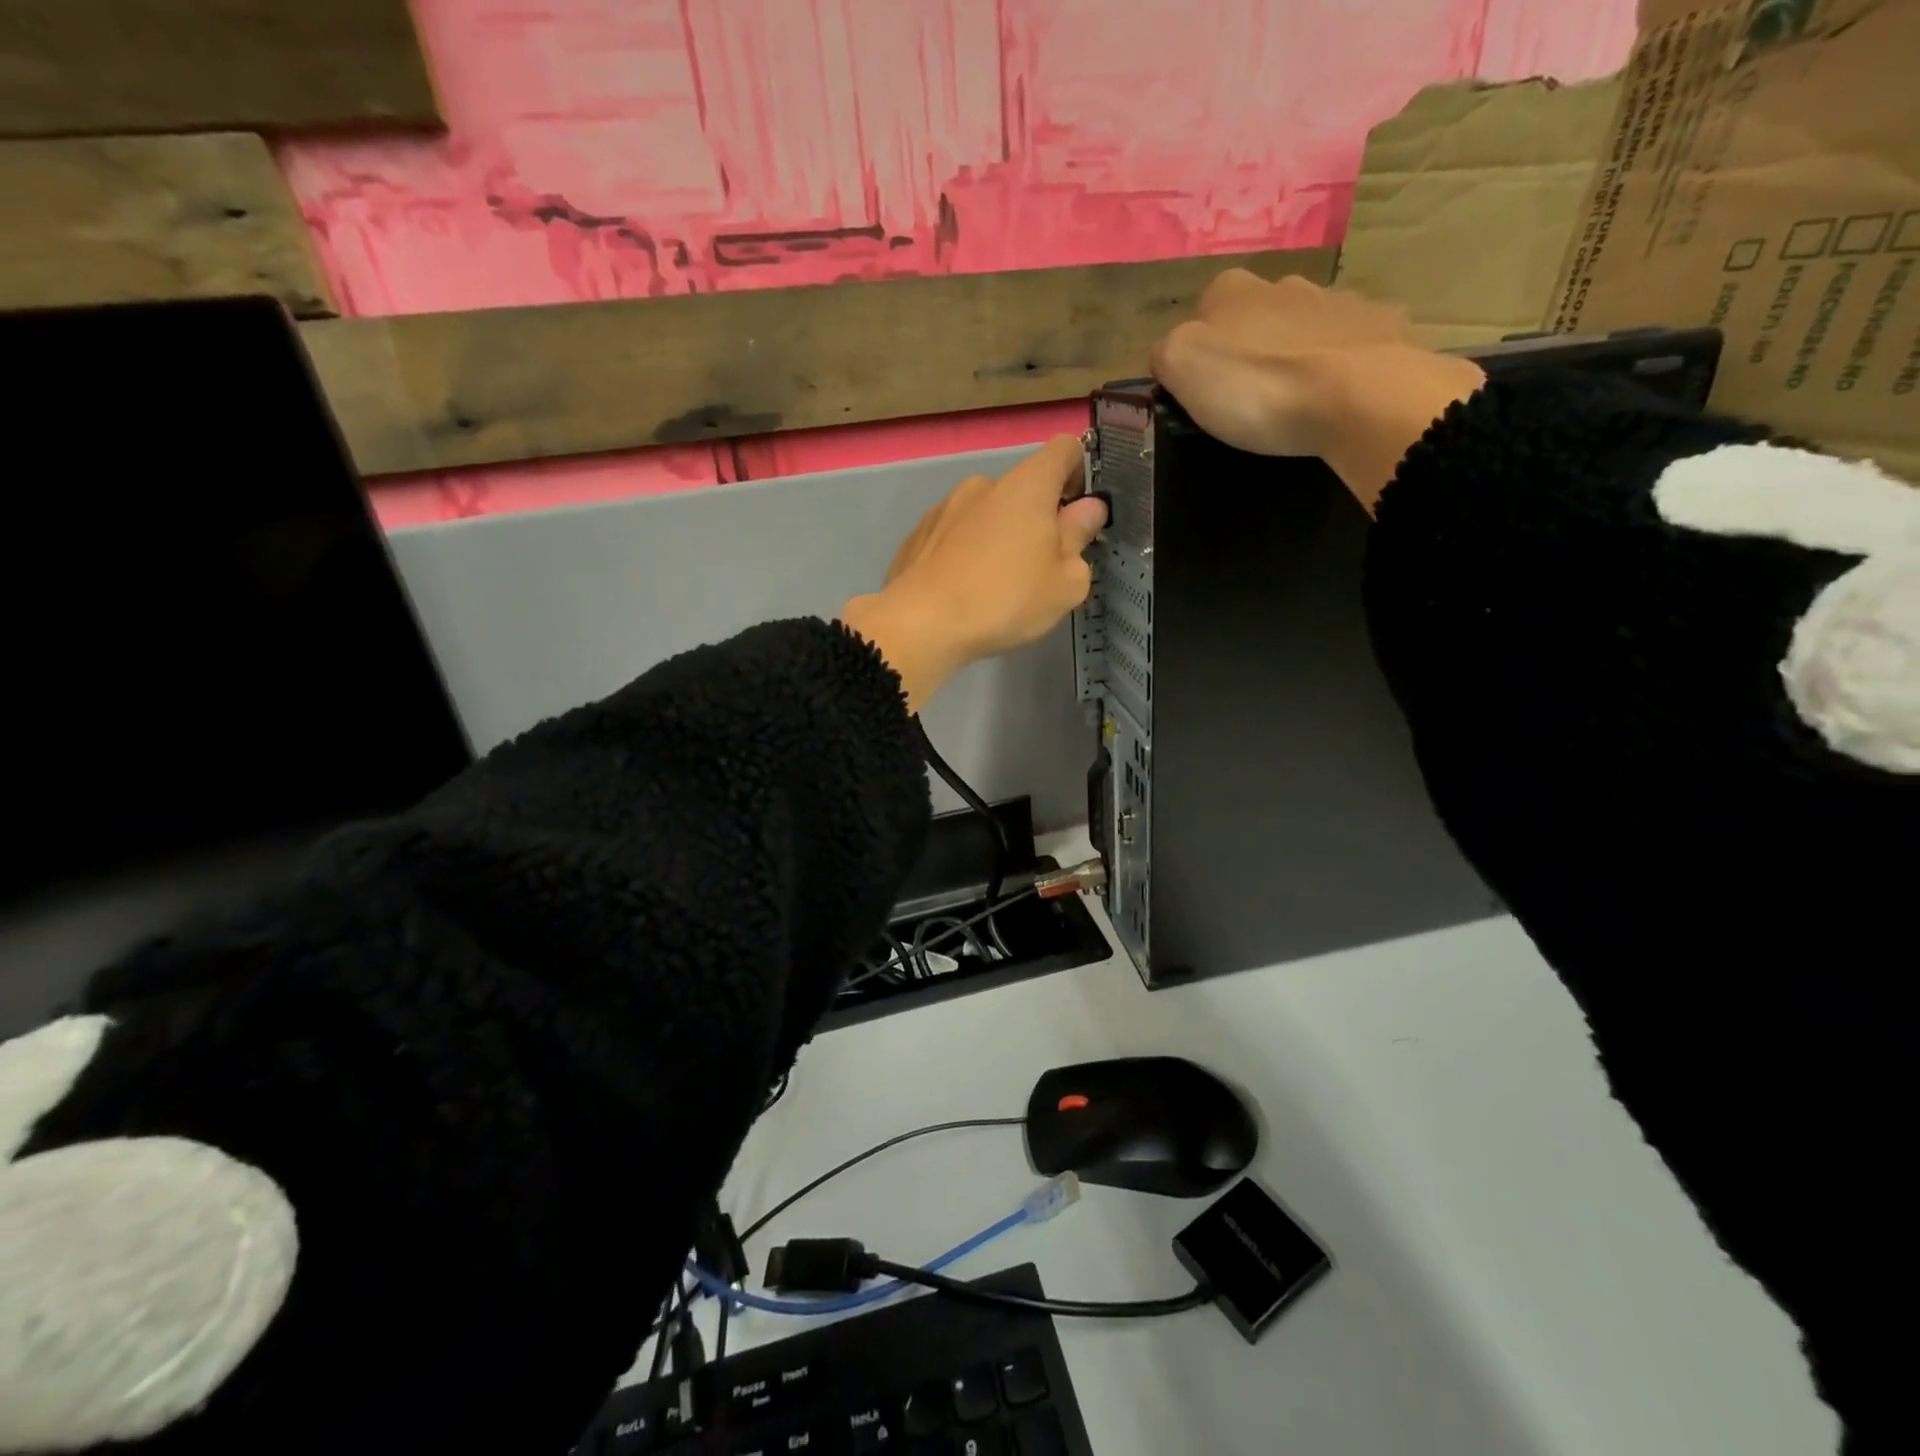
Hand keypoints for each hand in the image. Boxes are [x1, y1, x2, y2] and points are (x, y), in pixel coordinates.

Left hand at [840, 436, 1107, 710]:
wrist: (920, 624)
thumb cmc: (1005, 599)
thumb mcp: (1065, 582)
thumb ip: (1079, 538)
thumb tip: (1087, 509)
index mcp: (1027, 485)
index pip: (1064, 449)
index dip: (1080, 472)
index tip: (1080, 510)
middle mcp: (984, 484)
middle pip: (1023, 489)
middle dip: (1038, 518)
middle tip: (1042, 567)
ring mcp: (945, 507)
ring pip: (987, 514)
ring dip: (1000, 537)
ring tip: (997, 585)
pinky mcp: (918, 535)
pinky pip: (955, 536)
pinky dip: (966, 554)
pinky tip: (964, 591)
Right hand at [1150, 270, 1485, 511]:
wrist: (1358, 397)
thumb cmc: (1257, 386)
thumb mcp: (1181, 367)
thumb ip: (1166, 353)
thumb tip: (1171, 356)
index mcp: (1229, 290)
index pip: (1196, 320)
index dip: (1194, 358)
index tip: (1200, 397)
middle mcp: (1283, 282)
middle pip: (1250, 321)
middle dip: (1247, 351)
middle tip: (1246, 402)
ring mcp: (1336, 300)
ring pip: (1300, 328)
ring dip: (1293, 355)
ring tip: (1292, 402)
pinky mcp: (1379, 325)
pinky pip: (1346, 344)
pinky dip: (1336, 366)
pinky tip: (1333, 398)